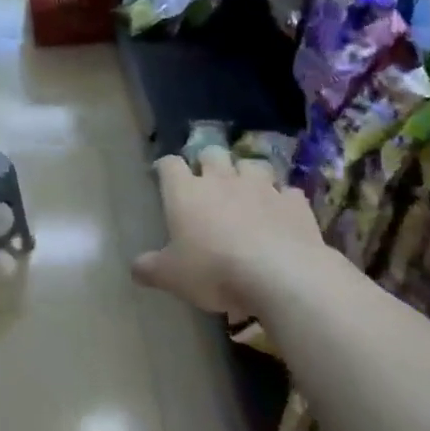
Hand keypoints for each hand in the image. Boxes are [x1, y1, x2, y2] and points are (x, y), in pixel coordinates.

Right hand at [131, 147, 325, 316]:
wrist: (280, 275)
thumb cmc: (213, 271)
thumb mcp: (171, 277)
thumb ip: (150, 269)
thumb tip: (135, 269)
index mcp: (186, 193)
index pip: (170, 165)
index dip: (165, 167)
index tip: (163, 175)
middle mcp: (222, 181)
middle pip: (212, 153)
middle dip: (207, 162)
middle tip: (206, 181)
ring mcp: (262, 188)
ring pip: (252, 164)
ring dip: (246, 173)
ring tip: (246, 190)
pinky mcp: (294, 203)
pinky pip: (286, 191)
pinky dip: (281, 198)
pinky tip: (280, 212)